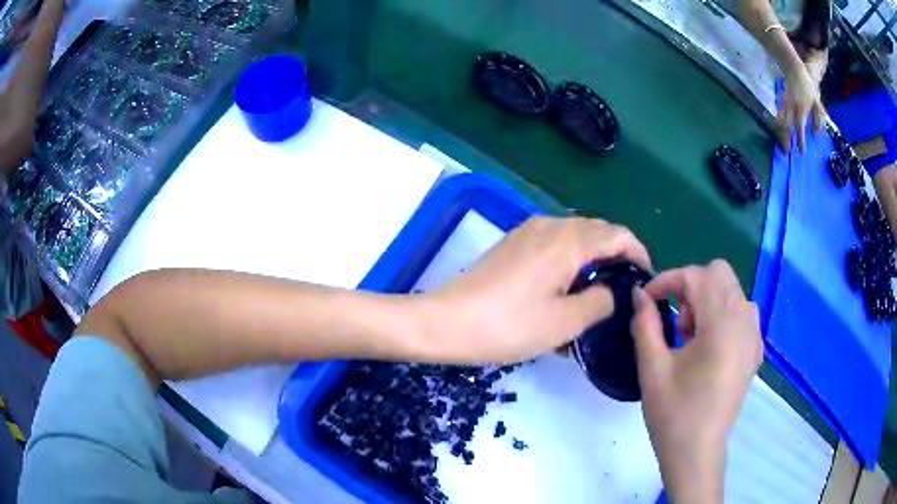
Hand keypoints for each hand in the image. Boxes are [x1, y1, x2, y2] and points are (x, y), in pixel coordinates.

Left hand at [427, 216, 650, 363]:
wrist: (447, 322)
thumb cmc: (508, 325)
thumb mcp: (565, 323)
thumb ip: (601, 302)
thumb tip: (612, 290)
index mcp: (569, 240)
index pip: (619, 234)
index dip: (638, 254)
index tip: (644, 280)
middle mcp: (550, 225)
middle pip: (597, 232)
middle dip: (616, 258)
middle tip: (622, 292)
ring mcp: (528, 232)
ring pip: (574, 238)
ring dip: (591, 261)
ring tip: (594, 295)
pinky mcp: (513, 244)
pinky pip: (553, 245)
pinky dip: (568, 262)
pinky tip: (563, 291)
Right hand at [631, 260, 762, 502]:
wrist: (697, 452)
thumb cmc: (673, 413)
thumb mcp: (652, 368)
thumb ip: (645, 324)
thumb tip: (639, 294)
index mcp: (721, 324)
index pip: (696, 277)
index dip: (667, 280)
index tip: (647, 299)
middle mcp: (744, 321)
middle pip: (719, 274)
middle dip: (691, 286)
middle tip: (675, 320)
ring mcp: (753, 336)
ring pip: (732, 291)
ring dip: (708, 300)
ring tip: (691, 336)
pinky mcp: (755, 351)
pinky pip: (742, 313)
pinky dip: (723, 316)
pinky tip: (709, 347)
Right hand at [777, 68, 825, 153]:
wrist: (793, 69)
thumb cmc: (807, 86)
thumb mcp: (816, 102)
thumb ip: (818, 119)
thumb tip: (815, 134)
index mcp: (801, 109)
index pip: (800, 128)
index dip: (800, 140)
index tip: (801, 152)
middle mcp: (791, 108)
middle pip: (787, 127)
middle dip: (786, 141)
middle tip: (786, 154)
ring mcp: (785, 105)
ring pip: (781, 123)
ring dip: (781, 135)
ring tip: (782, 146)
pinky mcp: (781, 102)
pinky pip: (779, 117)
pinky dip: (779, 127)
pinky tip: (779, 133)